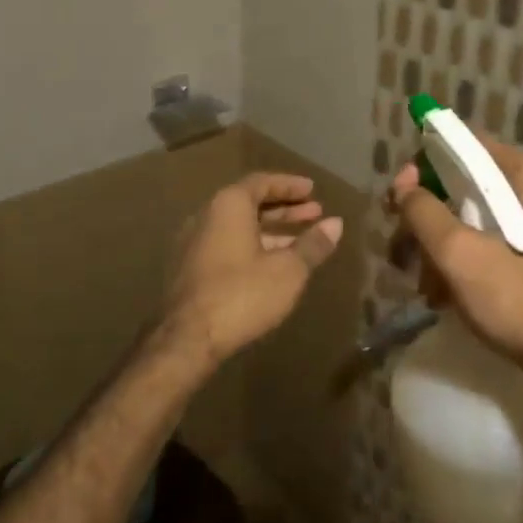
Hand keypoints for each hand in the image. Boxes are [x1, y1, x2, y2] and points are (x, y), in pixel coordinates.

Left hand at [162, 173, 344, 367]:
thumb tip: (336, 223)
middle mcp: (206, 215)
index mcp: (228, 205)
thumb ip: (312, 244)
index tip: (313, 190)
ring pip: (239, 227)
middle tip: (314, 212)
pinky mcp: (190, 269)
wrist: (186, 339)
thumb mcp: (288, 270)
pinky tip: (273, 264)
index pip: (262, 182)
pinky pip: (227, 245)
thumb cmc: (242, 295)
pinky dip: (253, 246)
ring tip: (302, 240)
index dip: (290, 185)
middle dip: (284, 208)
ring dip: (271, 230)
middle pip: (250, 203)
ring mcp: (194, 243)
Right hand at [390, 136, 522, 437]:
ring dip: (450, 244)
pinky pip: (505, 236)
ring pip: (486, 214)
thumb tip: (404, 184)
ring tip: (427, 284)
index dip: (424, 168)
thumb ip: (423, 211)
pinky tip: (453, 291)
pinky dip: (475, 255)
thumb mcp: (458, 255)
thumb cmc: (519, 302)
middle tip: (405, 251)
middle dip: (434, 217)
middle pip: (473, 183)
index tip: (400, 201)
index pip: (467, 146)